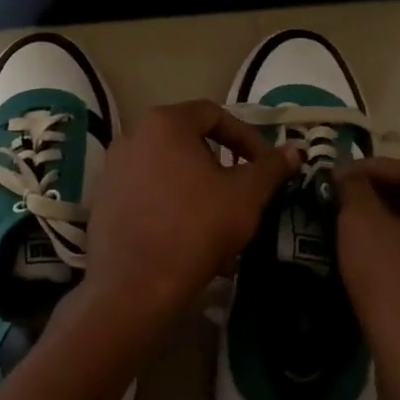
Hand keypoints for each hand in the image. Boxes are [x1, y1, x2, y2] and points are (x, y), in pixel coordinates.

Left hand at [84, 100, 298, 321]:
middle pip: (188, 141)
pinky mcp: (104, 202)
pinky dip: (173, 207)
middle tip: (243, 193)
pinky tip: (191, 239)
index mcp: (164, 124)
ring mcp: (113, 170)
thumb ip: (271, 167)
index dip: (246, 137)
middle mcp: (132, 137)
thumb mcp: (246, 195)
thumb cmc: (196, 228)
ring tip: (220, 222)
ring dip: (199, 189)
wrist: (136, 285)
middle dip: (222, 166)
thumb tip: (295, 149)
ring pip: (168, 171)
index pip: (214, 114)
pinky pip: (148, 194)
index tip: (264, 166)